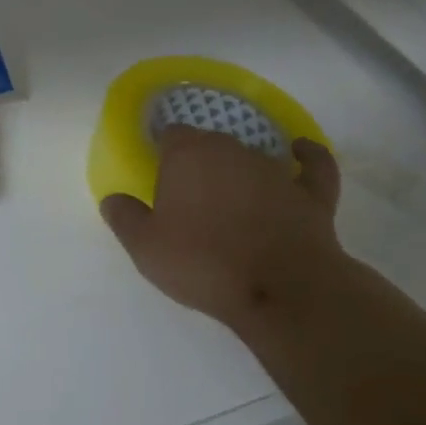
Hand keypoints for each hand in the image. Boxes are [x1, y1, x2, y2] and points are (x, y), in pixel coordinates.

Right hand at [100, 129, 346, 330]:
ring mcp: (275, 169)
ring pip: (251, 155)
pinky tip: (300, 152)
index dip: (163, 152)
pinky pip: (312, 163)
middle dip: (198, 162)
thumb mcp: (145, 247)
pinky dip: (307, 156)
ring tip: (231, 198)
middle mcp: (231, 149)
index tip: (158, 174)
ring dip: (240, 170)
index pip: (170, 135)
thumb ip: (124, 217)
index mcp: (187, 155)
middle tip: (189, 196)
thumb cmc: (203, 262)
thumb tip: (113, 199)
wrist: (281, 289)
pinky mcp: (311, 192)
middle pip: (209, 143)